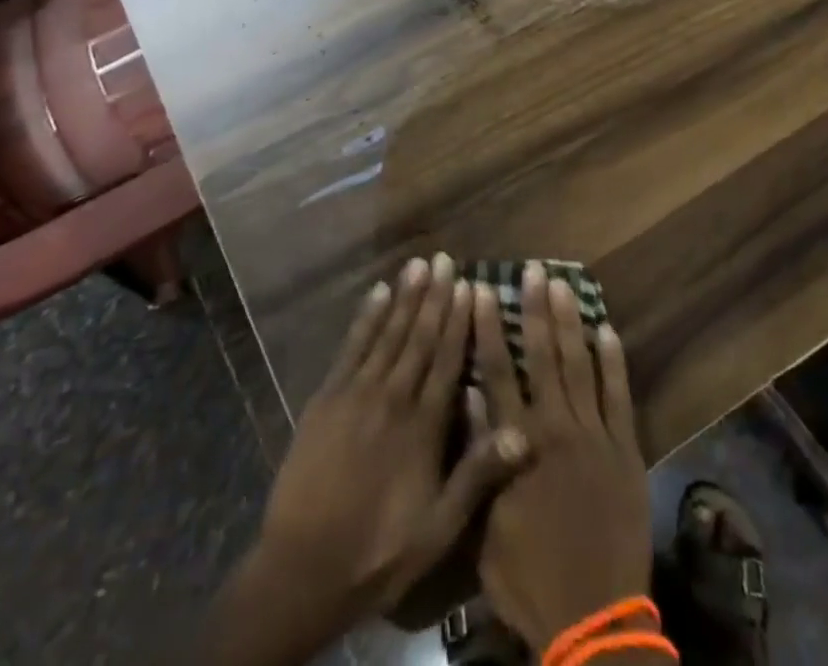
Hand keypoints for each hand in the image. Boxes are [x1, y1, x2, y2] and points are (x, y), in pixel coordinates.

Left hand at [250, 253, 526, 638]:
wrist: (303, 568)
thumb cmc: (380, 551)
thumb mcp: (439, 529)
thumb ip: (478, 476)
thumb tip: (524, 432)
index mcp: (424, 426)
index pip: (448, 360)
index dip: (460, 321)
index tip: (470, 285)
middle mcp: (394, 397)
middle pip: (419, 336)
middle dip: (434, 296)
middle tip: (445, 258)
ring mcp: (357, 393)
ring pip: (388, 334)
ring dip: (404, 297)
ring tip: (418, 265)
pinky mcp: (327, 397)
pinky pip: (351, 347)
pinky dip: (366, 318)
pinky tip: (376, 294)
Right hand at [475, 262, 652, 654]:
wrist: (594, 620)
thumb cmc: (530, 577)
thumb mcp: (486, 527)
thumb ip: (479, 458)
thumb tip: (468, 397)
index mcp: (517, 443)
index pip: (496, 372)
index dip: (486, 328)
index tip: (479, 289)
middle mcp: (555, 427)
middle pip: (541, 356)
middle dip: (535, 308)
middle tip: (533, 269)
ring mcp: (594, 435)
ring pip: (578, 365)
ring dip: (570, 322)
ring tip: (564, 283)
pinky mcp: (625, 450)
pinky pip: (619, 396)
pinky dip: (612, 362)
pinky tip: (607, 330)